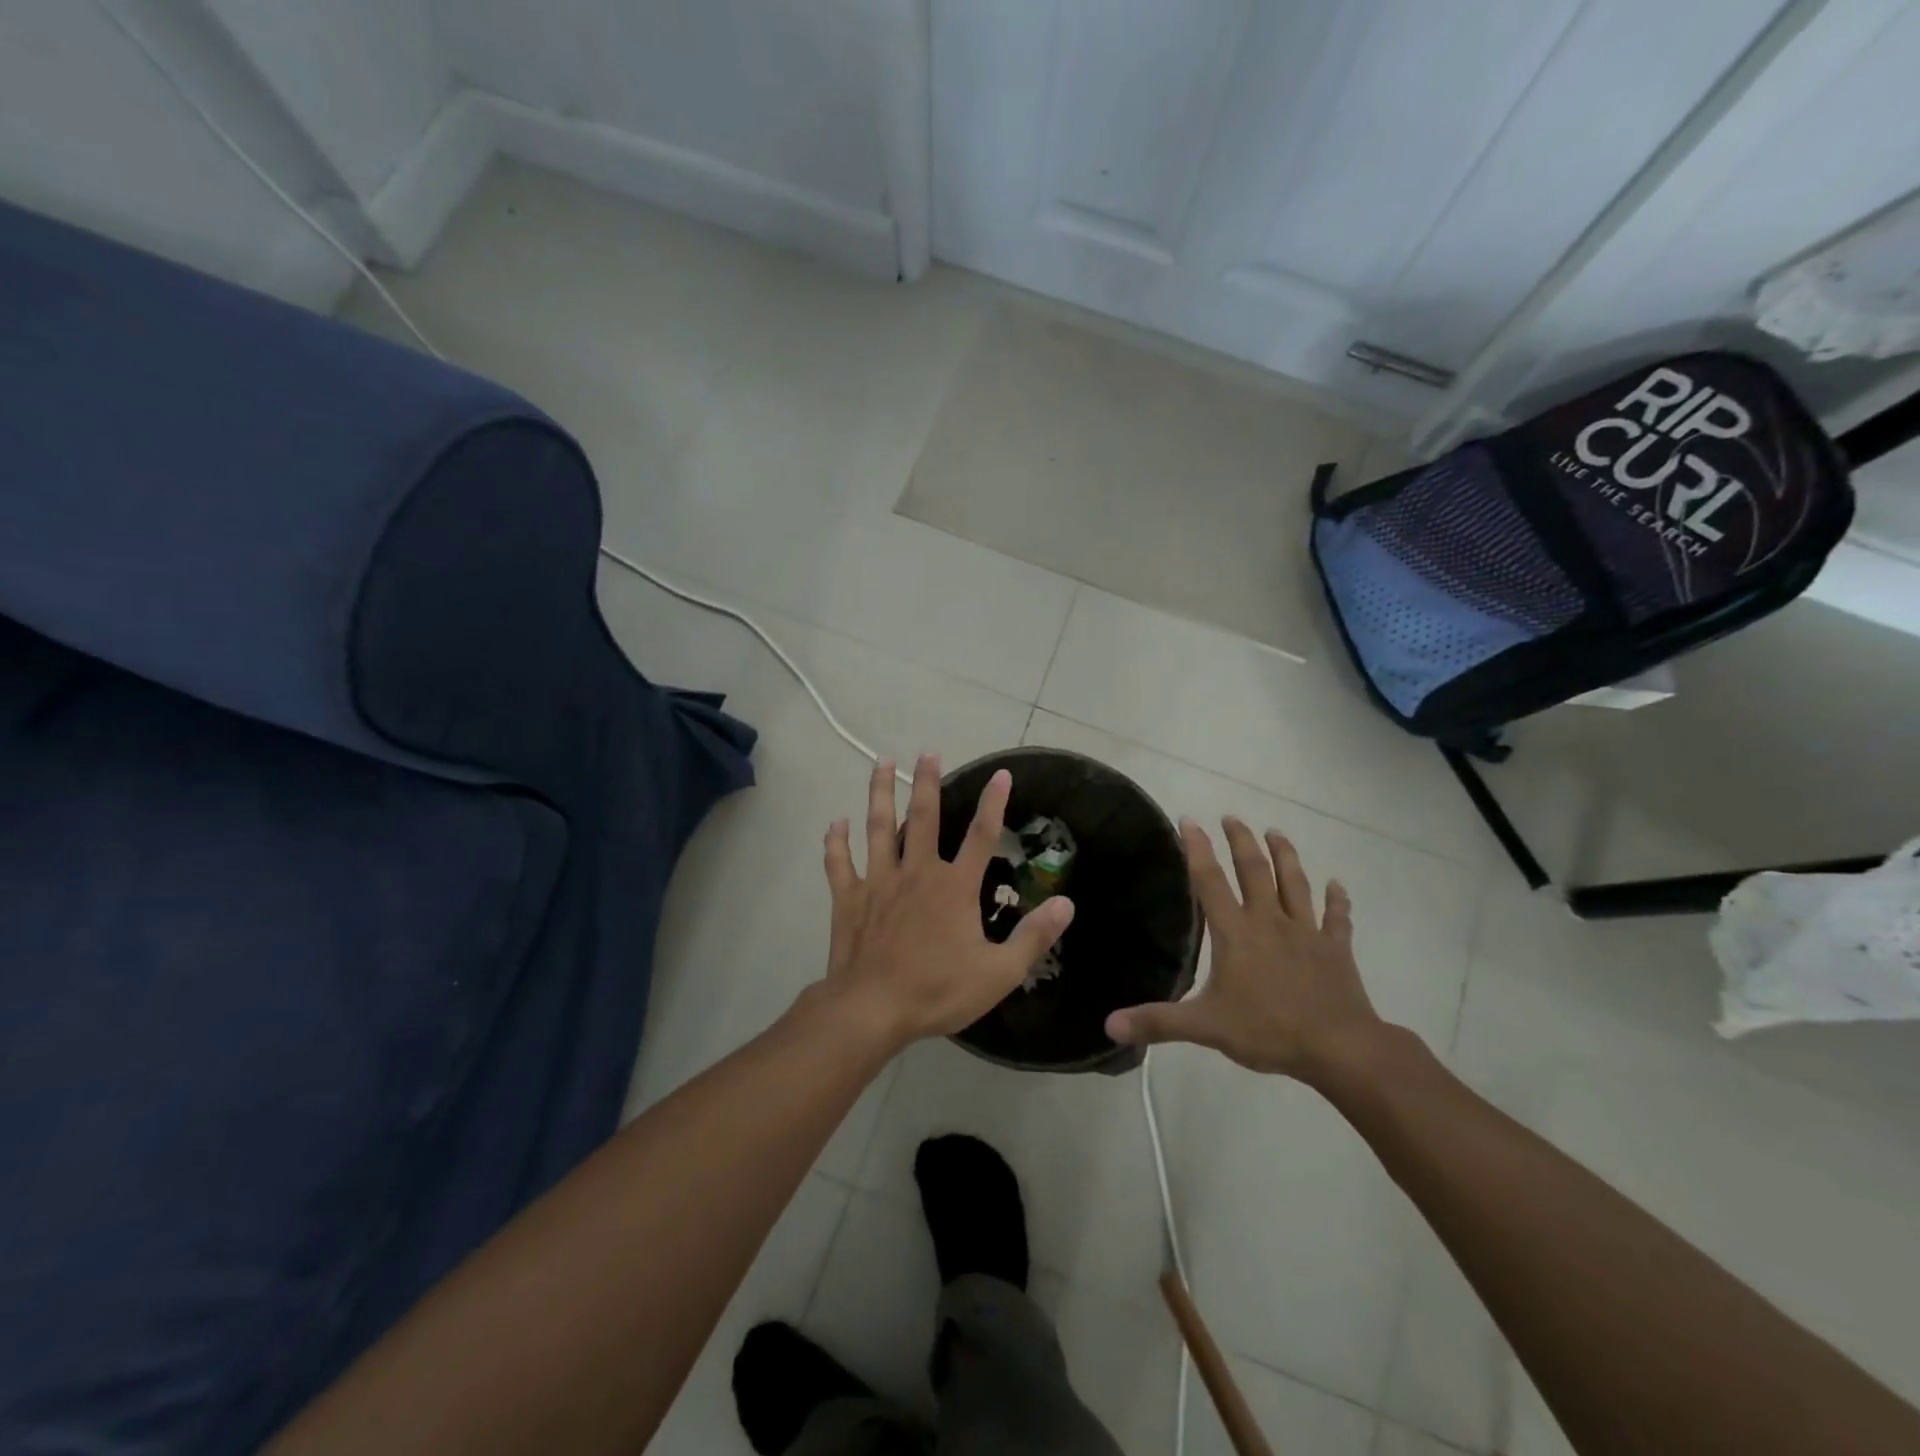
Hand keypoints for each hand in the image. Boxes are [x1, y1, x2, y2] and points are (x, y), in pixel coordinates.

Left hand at [808, 754, 1074, 1050]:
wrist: (872, 1009)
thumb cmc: (938, 990)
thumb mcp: (999, 972)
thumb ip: (1033, 936)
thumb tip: (1066, 903)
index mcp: (954, 887)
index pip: (982, 835)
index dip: (994, 803)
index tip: (1001, 773)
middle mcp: (917, 873)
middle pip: (924, 818)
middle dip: (928, 783)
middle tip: (927, 751)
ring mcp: (879, 882)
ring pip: (879, 828)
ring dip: (881, 794)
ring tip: (881, 763)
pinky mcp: (849, 899)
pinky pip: (840, 864)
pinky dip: (837, 842)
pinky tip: (836, 823)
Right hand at [1104, 818, 1387, 1082]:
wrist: (1340, 1047)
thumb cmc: (1268, 1030)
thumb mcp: (1205, 1027)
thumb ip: (1158, 1022)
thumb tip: (1109, 1025)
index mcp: (1236, 933)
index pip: (1210, 881)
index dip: (1197, 849)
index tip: (1189, 820)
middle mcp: (1269, 921)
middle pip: (1255, 870)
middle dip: (1241, 841)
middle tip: (1232, 817)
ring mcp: (1306, 932)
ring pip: (1294, 884)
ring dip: (1285, 856)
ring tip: (1276, 832)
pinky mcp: (1335, 949)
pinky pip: (1336, 918)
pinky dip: (1337, 900)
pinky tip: (1337, 886)